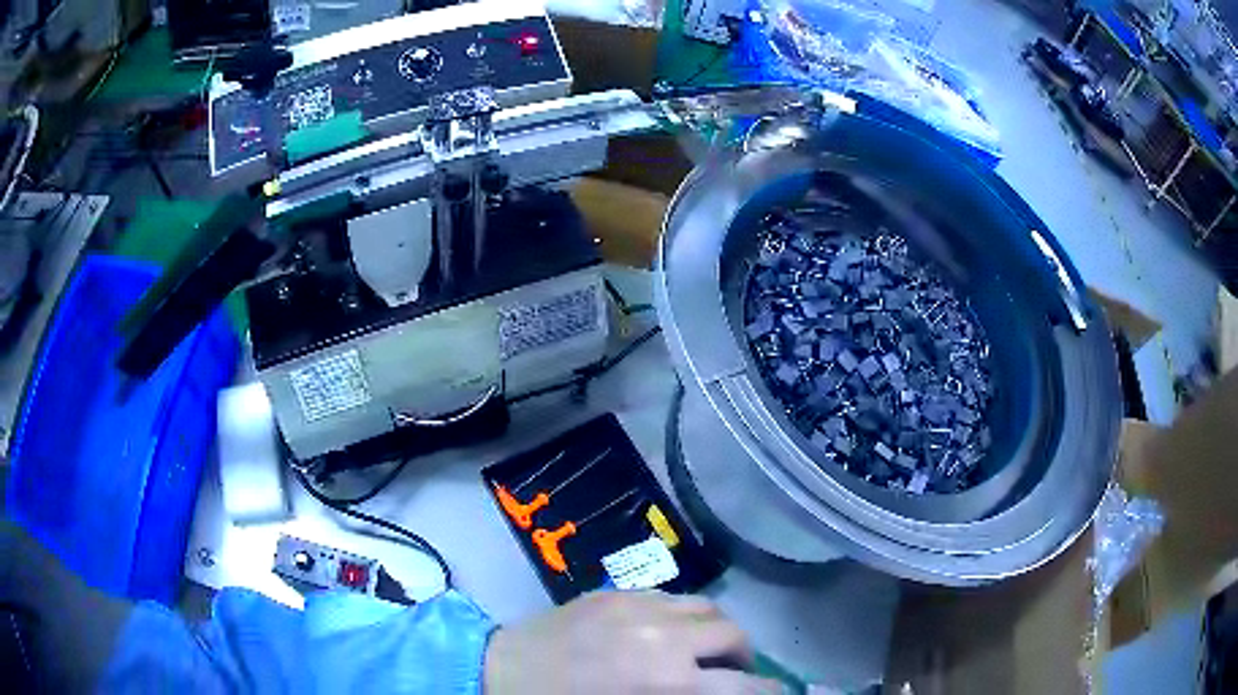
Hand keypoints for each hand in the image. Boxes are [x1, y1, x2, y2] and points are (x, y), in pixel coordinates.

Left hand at [483, 591, 780, 693]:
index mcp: (666, 681)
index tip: (776, 693)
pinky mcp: (615, 592)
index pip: (744, 685)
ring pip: (707, 608)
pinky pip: (670, 597)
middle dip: (742, 658)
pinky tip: (662, 633)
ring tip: (701, 650)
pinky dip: (682, 616)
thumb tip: (716, 693)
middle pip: (734, 635)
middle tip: (729, 676)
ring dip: (715, 631)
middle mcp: (663, 636)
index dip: (769, 691)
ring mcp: (638, 606)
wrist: (499, 670)